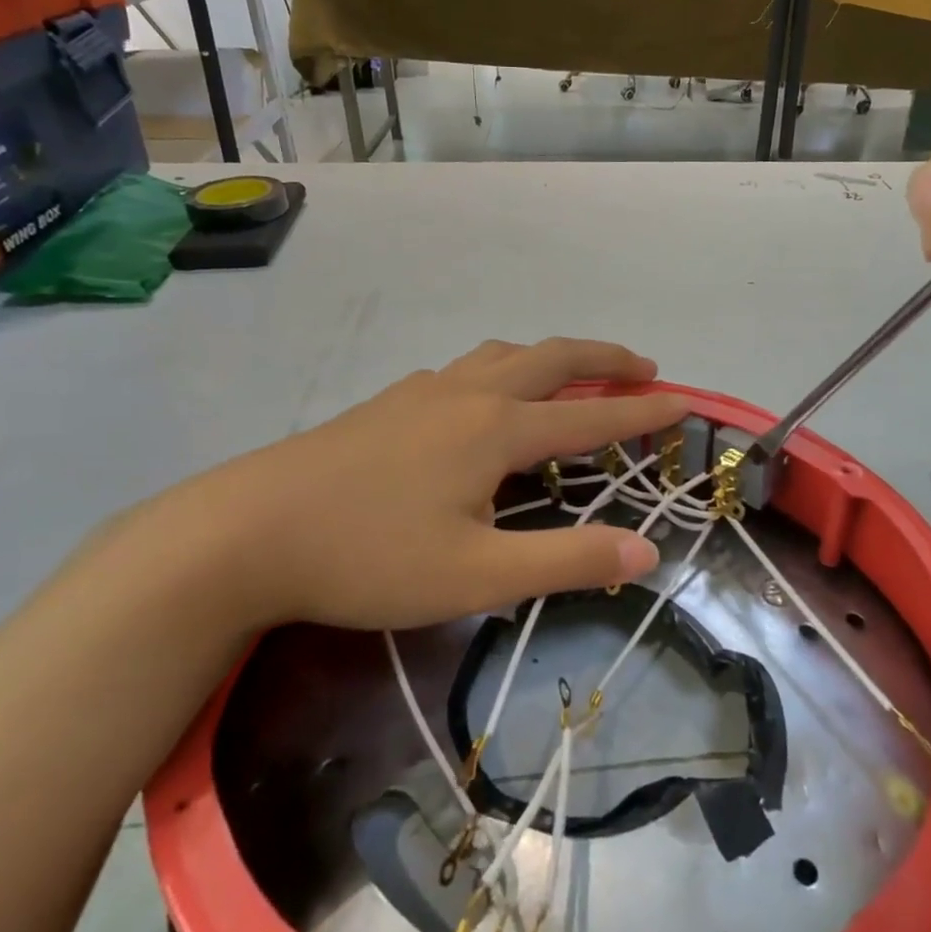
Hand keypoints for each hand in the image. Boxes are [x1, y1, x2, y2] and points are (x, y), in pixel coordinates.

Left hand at [144, 338, 689, 631]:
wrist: (246, 532)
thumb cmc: (369, 556)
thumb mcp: (477, 575)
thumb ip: (565, 561)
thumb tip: (647, 551)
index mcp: (497, 429)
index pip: (590, 416)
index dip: (643, 412)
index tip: (684, 402)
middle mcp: (467, 395)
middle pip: (551, 359)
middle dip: (604, 360)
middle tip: (643, 367)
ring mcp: (421, 392)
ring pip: (501, 356)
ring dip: (548, 359)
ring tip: (569, 378)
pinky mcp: (387, 404)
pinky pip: (461, 371)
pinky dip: (497, 373)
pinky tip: (480, 402)